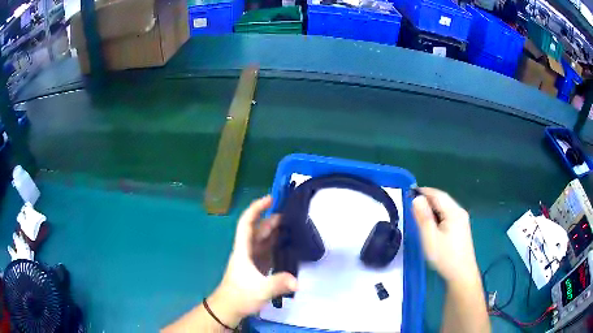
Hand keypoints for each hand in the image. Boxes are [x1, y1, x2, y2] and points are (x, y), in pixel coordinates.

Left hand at [208, 196, 297, 326]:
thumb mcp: (260, 290)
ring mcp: (252, 259)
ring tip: (293, 228)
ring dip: (275, 232)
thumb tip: (297, 281)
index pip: (247, 223)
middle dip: (271, 220)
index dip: (256, 209)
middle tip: (292, 216)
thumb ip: (278, 284)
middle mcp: (247, 251)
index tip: (270, 199)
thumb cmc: (239, 296)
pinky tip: (288, 246)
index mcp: (243, 250)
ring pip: (263, 240)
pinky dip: (277, 245)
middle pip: (258, 230)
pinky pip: (267, 251)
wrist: (229, 308)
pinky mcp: (257, 268)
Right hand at [412, 188, 479, 285]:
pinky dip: (437, 215)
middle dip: (427, 199)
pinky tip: (431, 223)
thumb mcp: (430, 238)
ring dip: (432, 207)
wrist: (461, 274)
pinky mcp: (461, 228)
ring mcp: (462, 220)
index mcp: (454, 212)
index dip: (424, 191)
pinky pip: (448, 215)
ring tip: (418, 213)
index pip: (438, 195)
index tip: (409, 192)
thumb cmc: (445, 257)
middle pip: (443, 200)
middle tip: (411, 204)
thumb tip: (416, 199)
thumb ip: (423, 217)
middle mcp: (460, 212)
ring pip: (445, 208)